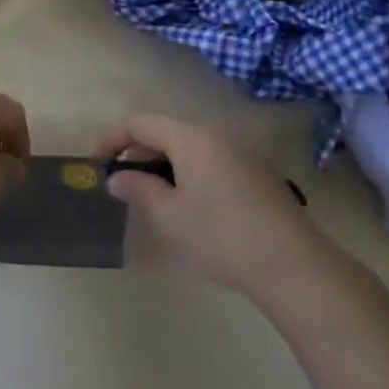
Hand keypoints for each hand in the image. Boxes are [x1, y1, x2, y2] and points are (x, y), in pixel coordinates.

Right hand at [96, 114, 325, 300]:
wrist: (292, 265)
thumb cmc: (221, 236)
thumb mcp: (169, 216)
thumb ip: (138, 189)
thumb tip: (118, 177)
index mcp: (192, 138)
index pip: (141, 123)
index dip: (113, 138)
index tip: (96, 163)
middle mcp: (217, 135)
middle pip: (167, 131)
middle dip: (138, 152)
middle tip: (122, 183)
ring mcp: (241, 152)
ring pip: (190, 147)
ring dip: (164, 164)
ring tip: (151, 196)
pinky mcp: (257, 173)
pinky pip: (211, 160)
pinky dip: (189, 172)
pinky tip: (188, 205)